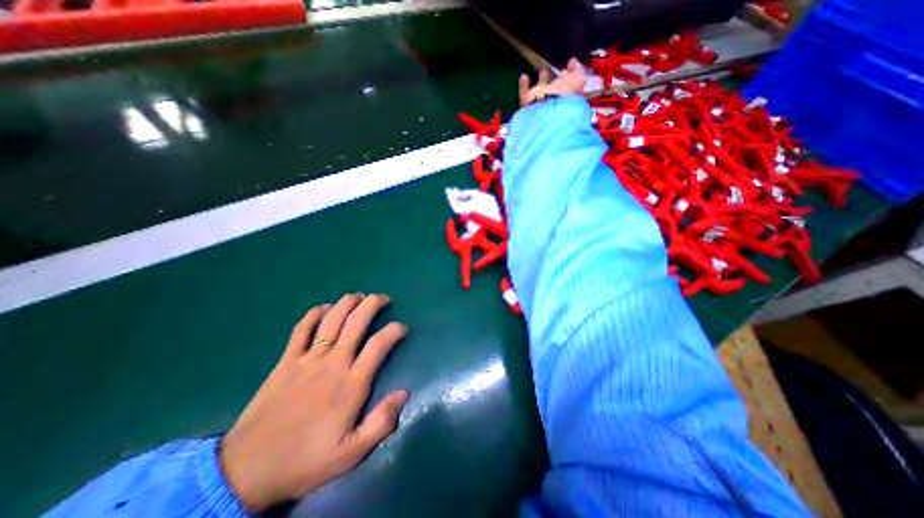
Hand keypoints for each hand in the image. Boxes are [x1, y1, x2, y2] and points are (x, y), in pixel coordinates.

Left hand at [218, 294, 407, 511]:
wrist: (246, 472)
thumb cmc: (306, 460)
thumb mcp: (352, 453)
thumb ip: (382, 422)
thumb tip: (405, 392)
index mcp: (350, 384)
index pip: (378, 345)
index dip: (394, 330)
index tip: (402, 327)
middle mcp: (332, 363)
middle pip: (356, 323)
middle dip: (372, 304)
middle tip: (383, 298)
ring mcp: (307, 359)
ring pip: (331, 319)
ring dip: (347, 303)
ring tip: (359, 296)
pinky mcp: (286, 361)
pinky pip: (301, 329)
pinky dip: (314, 314)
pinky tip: (324, 308)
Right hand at [519, 56, 582, 105]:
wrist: (545, 110)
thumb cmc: (564, 95)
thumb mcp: (577, 79)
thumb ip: (577, 70)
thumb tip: (573, 61)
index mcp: (567, 98)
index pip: (570, 86)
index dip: (570, 76)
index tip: (569, 66)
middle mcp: (554, 101)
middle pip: (556, 89)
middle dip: (558, 79)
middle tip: (559, 70)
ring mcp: (540, 103)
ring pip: (541, 90)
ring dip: (542, 80)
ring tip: (542, 69)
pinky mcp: (527, 105)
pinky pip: (525, 93)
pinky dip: (524, 85)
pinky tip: (523, 76)